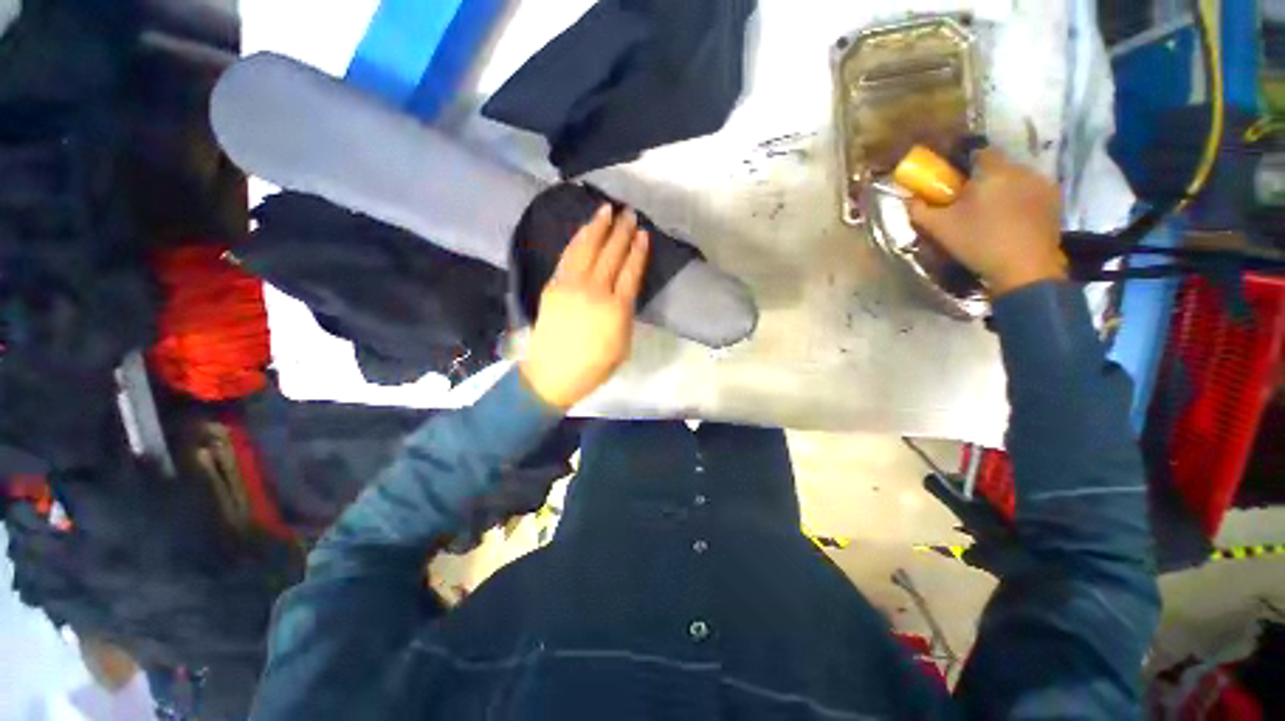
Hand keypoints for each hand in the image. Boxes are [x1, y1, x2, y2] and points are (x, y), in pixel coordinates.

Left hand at [520, 205, 649, 408]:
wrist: (551, 375)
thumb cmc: (593, 367)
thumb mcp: (623, 346)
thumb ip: (626, 315)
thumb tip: (625, 292)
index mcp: (617, 310)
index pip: (631, 271)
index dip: (638, 251)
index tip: (644, 235)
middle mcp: (595, 291)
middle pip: (611, 254)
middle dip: (622, 232)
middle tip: (630, 213)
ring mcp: (571, 286)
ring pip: (587, 248)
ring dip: (598, 227)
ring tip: (607, 210)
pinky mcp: (553, 285)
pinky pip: (568, 256)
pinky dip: (578, 239)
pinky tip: (585, 230)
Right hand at [908, 149, 1065, 296]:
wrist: (1025, 268)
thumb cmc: (978, 243)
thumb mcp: (939, 228)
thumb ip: (920, 210)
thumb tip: (909, 198)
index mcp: (993, 171)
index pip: (978, 152)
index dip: (964, 166)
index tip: (954, 185)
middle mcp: (1022, 169)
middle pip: (997, 167)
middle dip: (983, 180)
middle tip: (969, 205)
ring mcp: (1042, 183)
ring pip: (1015, 179)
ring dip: (1003, 190)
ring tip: (992, 215)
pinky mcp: (1055, 200)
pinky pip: (1031, 191)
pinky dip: (1020, 200)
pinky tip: (1011, 221)